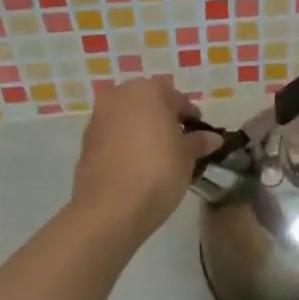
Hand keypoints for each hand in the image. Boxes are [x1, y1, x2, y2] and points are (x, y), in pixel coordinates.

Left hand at [72, 77, 216, 241]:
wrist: (110, 208)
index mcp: (148, 91)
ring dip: (143, 130)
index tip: (200, 136)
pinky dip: (126, 143)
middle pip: (149, 103)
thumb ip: (199, 141)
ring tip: (158, 155)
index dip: (191, 117)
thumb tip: (212, 138)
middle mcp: (119, 96)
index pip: (177, 98)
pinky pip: (114, 135)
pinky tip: (137, 164)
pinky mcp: (86, 141)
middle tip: (179, 143)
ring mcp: (99, 117)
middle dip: (164, 119)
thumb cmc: (157, 172)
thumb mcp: (187, 157)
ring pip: (129, 118)